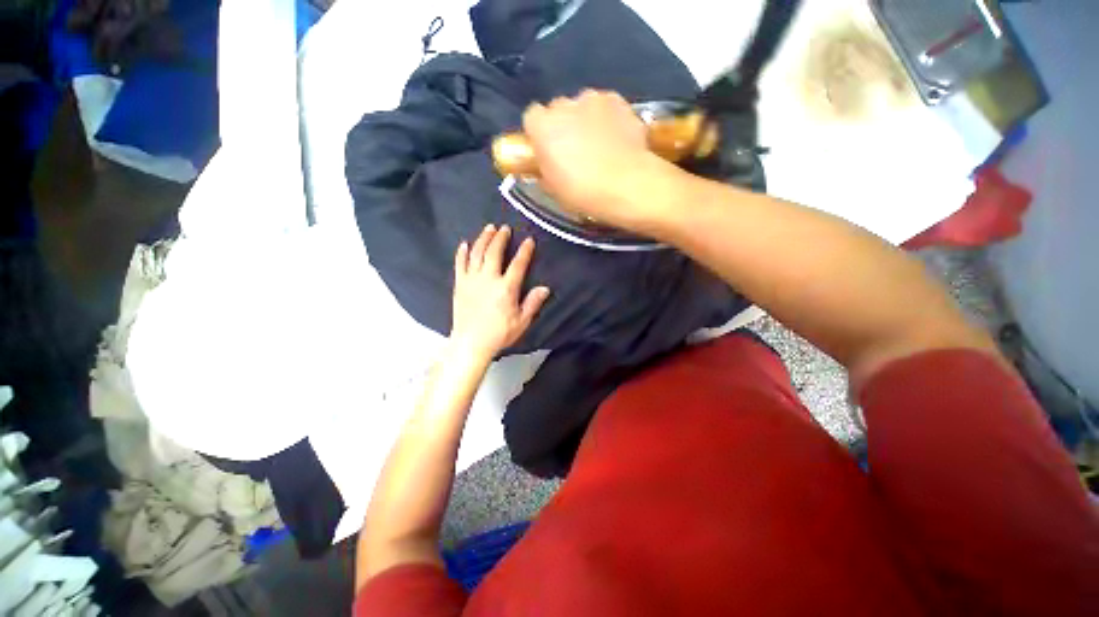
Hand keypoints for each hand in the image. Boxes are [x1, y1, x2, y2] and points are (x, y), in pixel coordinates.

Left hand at [451, 224, 549, 358]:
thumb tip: (545, 288)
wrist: (470, 343)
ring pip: (477, 254)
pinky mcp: (459, 285)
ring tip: (488, 229)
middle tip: (504, 228)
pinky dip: (462, 253)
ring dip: (483, 239)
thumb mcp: (521, 321)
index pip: (518, 264)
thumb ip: (532, 303)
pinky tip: (464, 244)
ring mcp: (471, 280)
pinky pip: (459, 264)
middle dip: (500, 238)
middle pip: (494, 252)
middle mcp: (488, 279)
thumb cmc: (499, 334)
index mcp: (506, 288)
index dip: (524, 251)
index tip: (529, 240)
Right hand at [522, 90, 675, 229]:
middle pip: (558, 110)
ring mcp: (593, 99)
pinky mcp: (618, 100)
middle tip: (574, 150)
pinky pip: (606, 107)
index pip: (532, 118)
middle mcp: (564, 105)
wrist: (626, 185)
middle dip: (563, 125)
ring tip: (600, 145)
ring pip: (583, 106)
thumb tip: (546, 165)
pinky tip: (616, 139)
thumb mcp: (553, 190)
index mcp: (543, 127)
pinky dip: (608, 119)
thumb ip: (545, 169)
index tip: (547, 150)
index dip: (539, 134)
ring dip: (586, 121)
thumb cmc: (583, 193)